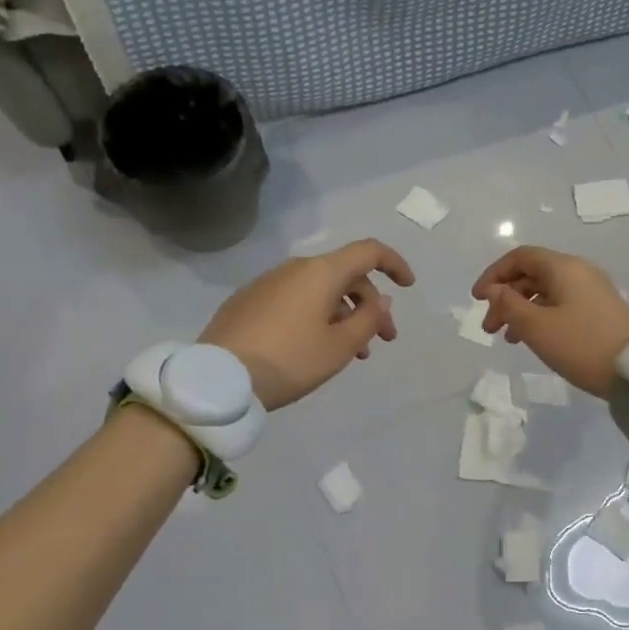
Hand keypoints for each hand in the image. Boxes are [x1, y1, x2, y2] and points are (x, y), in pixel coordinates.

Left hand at [203, 239, 415, 409]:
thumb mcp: (340, 347)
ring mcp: (268, 283)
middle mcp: (294, 268)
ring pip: (319, 291)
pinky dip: (316, 317)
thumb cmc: (290, 360)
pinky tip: (314, 349)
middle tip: (382, 341)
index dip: (394, 263)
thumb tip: (380, 300)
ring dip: (344, 316)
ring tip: (352, 353)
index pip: (368, 251)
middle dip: (370, 305)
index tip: (409, 286)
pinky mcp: (248, 302)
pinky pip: (295, 301)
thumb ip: (369, 319)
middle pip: (345, 275)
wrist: (219, 378)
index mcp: (321, 272)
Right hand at [471, 246, 628, 398]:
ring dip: (521, 310)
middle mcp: (579, 272)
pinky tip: (533, 339)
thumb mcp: (536, 327)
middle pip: (532, 274)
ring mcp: (593, 291)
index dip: (494, 274)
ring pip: (546, 292)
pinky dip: (541, 317)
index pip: (520, 257)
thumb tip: (494, 290)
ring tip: (507, 338)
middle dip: (505, 297)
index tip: (477, 299)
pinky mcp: (600, 311)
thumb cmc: (580, 345)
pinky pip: (561, 304)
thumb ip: (509, 304)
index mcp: (564, 267)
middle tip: (489, 328)